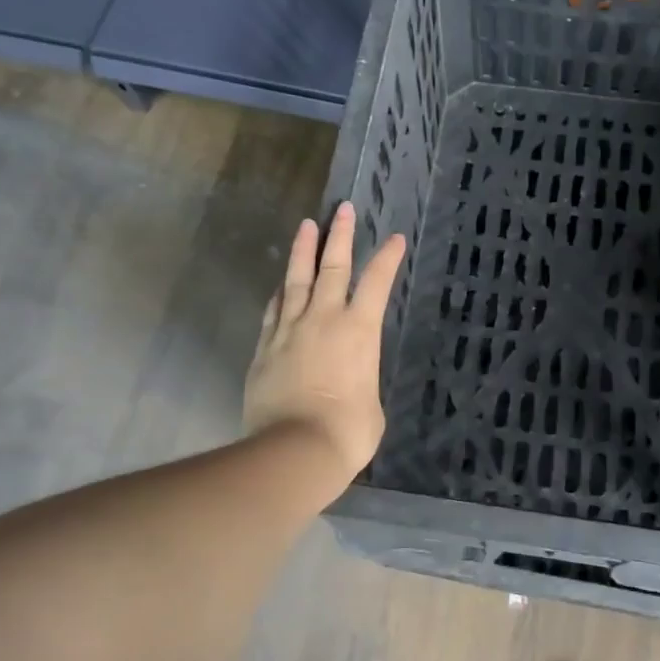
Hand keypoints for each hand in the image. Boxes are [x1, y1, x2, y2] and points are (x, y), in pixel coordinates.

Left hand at [243, 203, 405, 490]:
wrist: (294, 450)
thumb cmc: (348, 432)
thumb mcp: (371, 404)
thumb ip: (361, 380)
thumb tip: (349, 382)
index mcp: (359, 331)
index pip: (377, 283)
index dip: (387, 258)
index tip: (395, 238)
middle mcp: (323, 319)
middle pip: (333, 267)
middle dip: (340, 236)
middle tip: (343, 210)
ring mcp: (289, 330)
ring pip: (296, 280)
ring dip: (303, 251)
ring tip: (307, 225)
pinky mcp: (264, 348)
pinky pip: (273, 310)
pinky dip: (280, 292)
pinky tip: (281, 283)